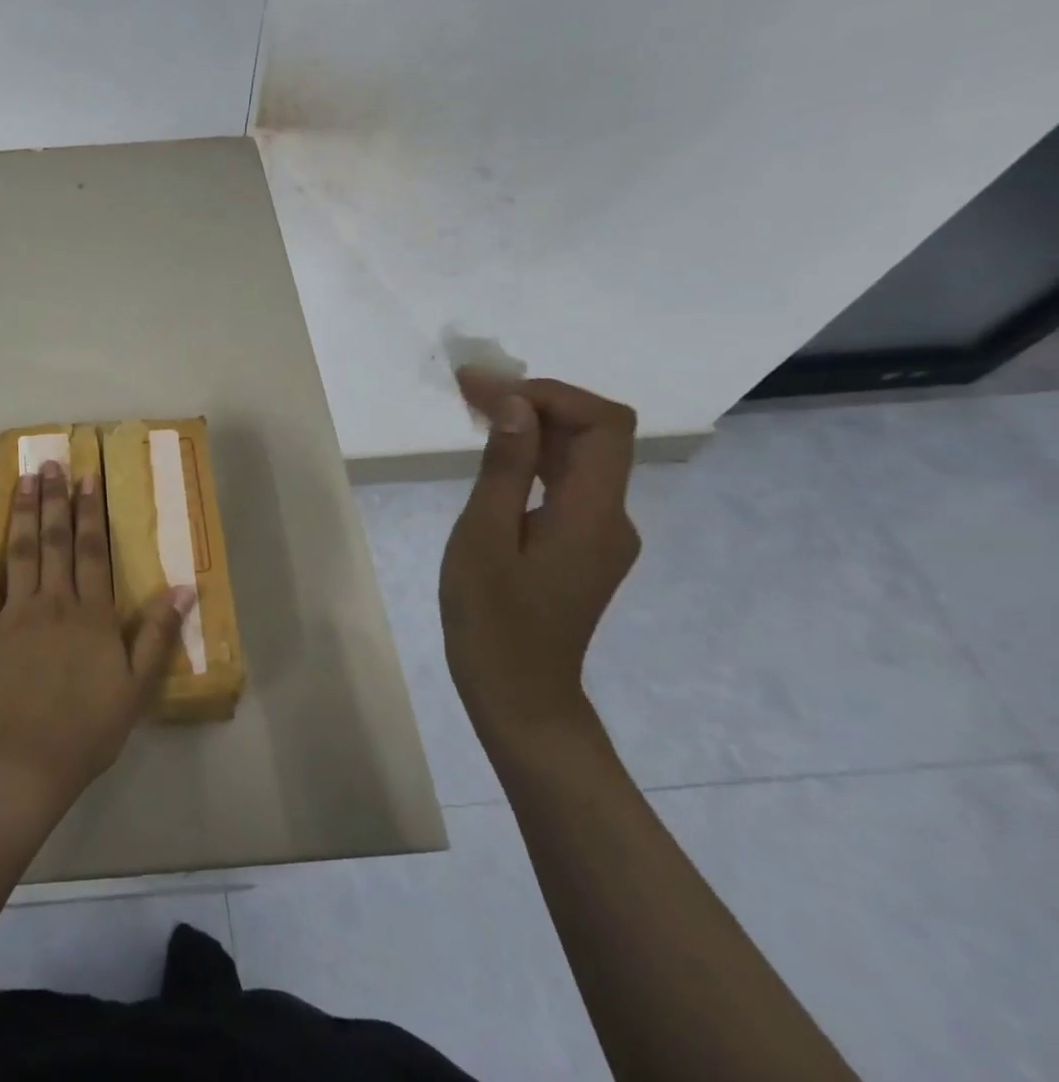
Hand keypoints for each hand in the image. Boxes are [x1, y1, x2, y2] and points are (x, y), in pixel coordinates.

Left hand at [0, 461, 189, 812]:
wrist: (28, 762)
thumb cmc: (89, 726)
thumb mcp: (137, 686)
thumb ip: (159, 634)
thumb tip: (183, 587)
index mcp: (90, 613)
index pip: (92, 549)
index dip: (90, 510)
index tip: (87, 477)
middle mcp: (52, 601)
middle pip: (54, 539)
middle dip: (53, 498)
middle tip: (50, 463)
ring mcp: (14, 612)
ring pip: (18, 551)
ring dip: (21, 512)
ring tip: (23, 478)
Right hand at [441, 371, 641, 751]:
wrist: (518, 694)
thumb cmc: (492, 620)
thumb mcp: (483, 538)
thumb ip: (506, 468)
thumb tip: (517, 406)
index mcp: (593, 514)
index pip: (602, 425)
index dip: (550, 393)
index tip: (486, 388)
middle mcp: (612, 516)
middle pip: (595, 435)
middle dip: (535, 400)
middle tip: (469, 387)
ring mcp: (600, 533)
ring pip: (581, 456)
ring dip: (533, 424)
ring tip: (474, 406)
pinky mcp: (582, 544)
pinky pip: (567, 482)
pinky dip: (534, 455)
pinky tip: (496, 452)